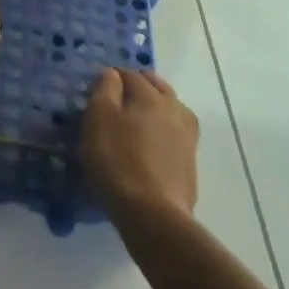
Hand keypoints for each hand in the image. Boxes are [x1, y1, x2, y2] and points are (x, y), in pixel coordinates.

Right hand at [82, 67, 198, 224]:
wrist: (153, 214)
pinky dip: (164, 129)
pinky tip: (152, 142)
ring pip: (172, 108)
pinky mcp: (190, 163)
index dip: (113, 76)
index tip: (98, 85)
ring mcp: (188, 138)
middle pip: (157, 87)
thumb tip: (112, 74)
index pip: (131, 74)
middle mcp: (174, 110)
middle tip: (119, 95)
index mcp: (150, 96)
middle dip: (140, 85)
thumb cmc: (117, 160)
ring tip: (138, 116)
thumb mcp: (98, 119)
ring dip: (156, 105)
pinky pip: (176, 133)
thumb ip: (105, 90)